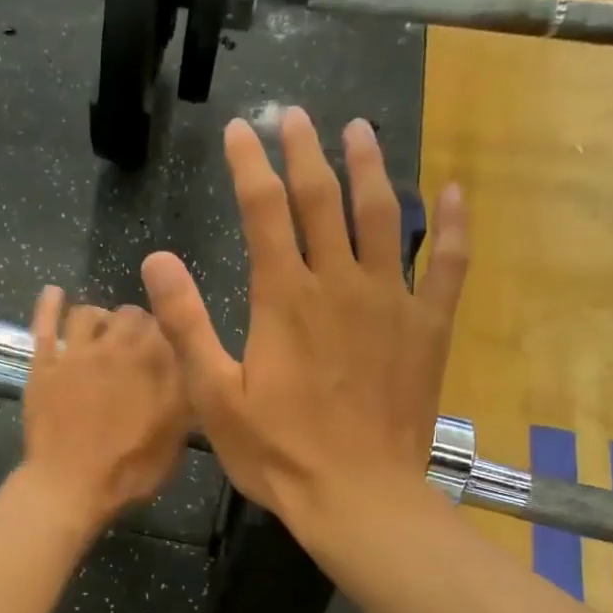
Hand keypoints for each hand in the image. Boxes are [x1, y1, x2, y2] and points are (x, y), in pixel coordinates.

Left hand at [13, 287, 187, 533]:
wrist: (71, 485)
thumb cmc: (129, 472)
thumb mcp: (175, 441)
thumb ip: (183, 400)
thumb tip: (188, 377)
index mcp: (157, 364)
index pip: (168, 326)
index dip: (167, 334)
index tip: (165, 348)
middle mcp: (120, 348)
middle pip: (131, 313)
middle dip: (135, 323)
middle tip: (132, 343)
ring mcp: (78, 352)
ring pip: (89, 312)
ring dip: (99, 316)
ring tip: (99, 329)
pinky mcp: (45, 363)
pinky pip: (46, 322)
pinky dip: (51, 303)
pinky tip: (54, 293)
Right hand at [140, 107, 470, 549]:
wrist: (357, 496)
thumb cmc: (278, 453)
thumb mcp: (214, 396)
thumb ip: (187, 324)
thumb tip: (157, 260)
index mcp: (284, 299)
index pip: (264, 211)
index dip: (250, 166)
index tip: (242, 130)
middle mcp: (340, 284)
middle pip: (324, 199)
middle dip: (306, 151)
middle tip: (296, 116)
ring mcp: (391, 302)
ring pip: (385, 216)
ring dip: (371, 168)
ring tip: (361, 130)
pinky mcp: (427, 329)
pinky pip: (448, 265)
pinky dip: (454, 226)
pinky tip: (455, 194)